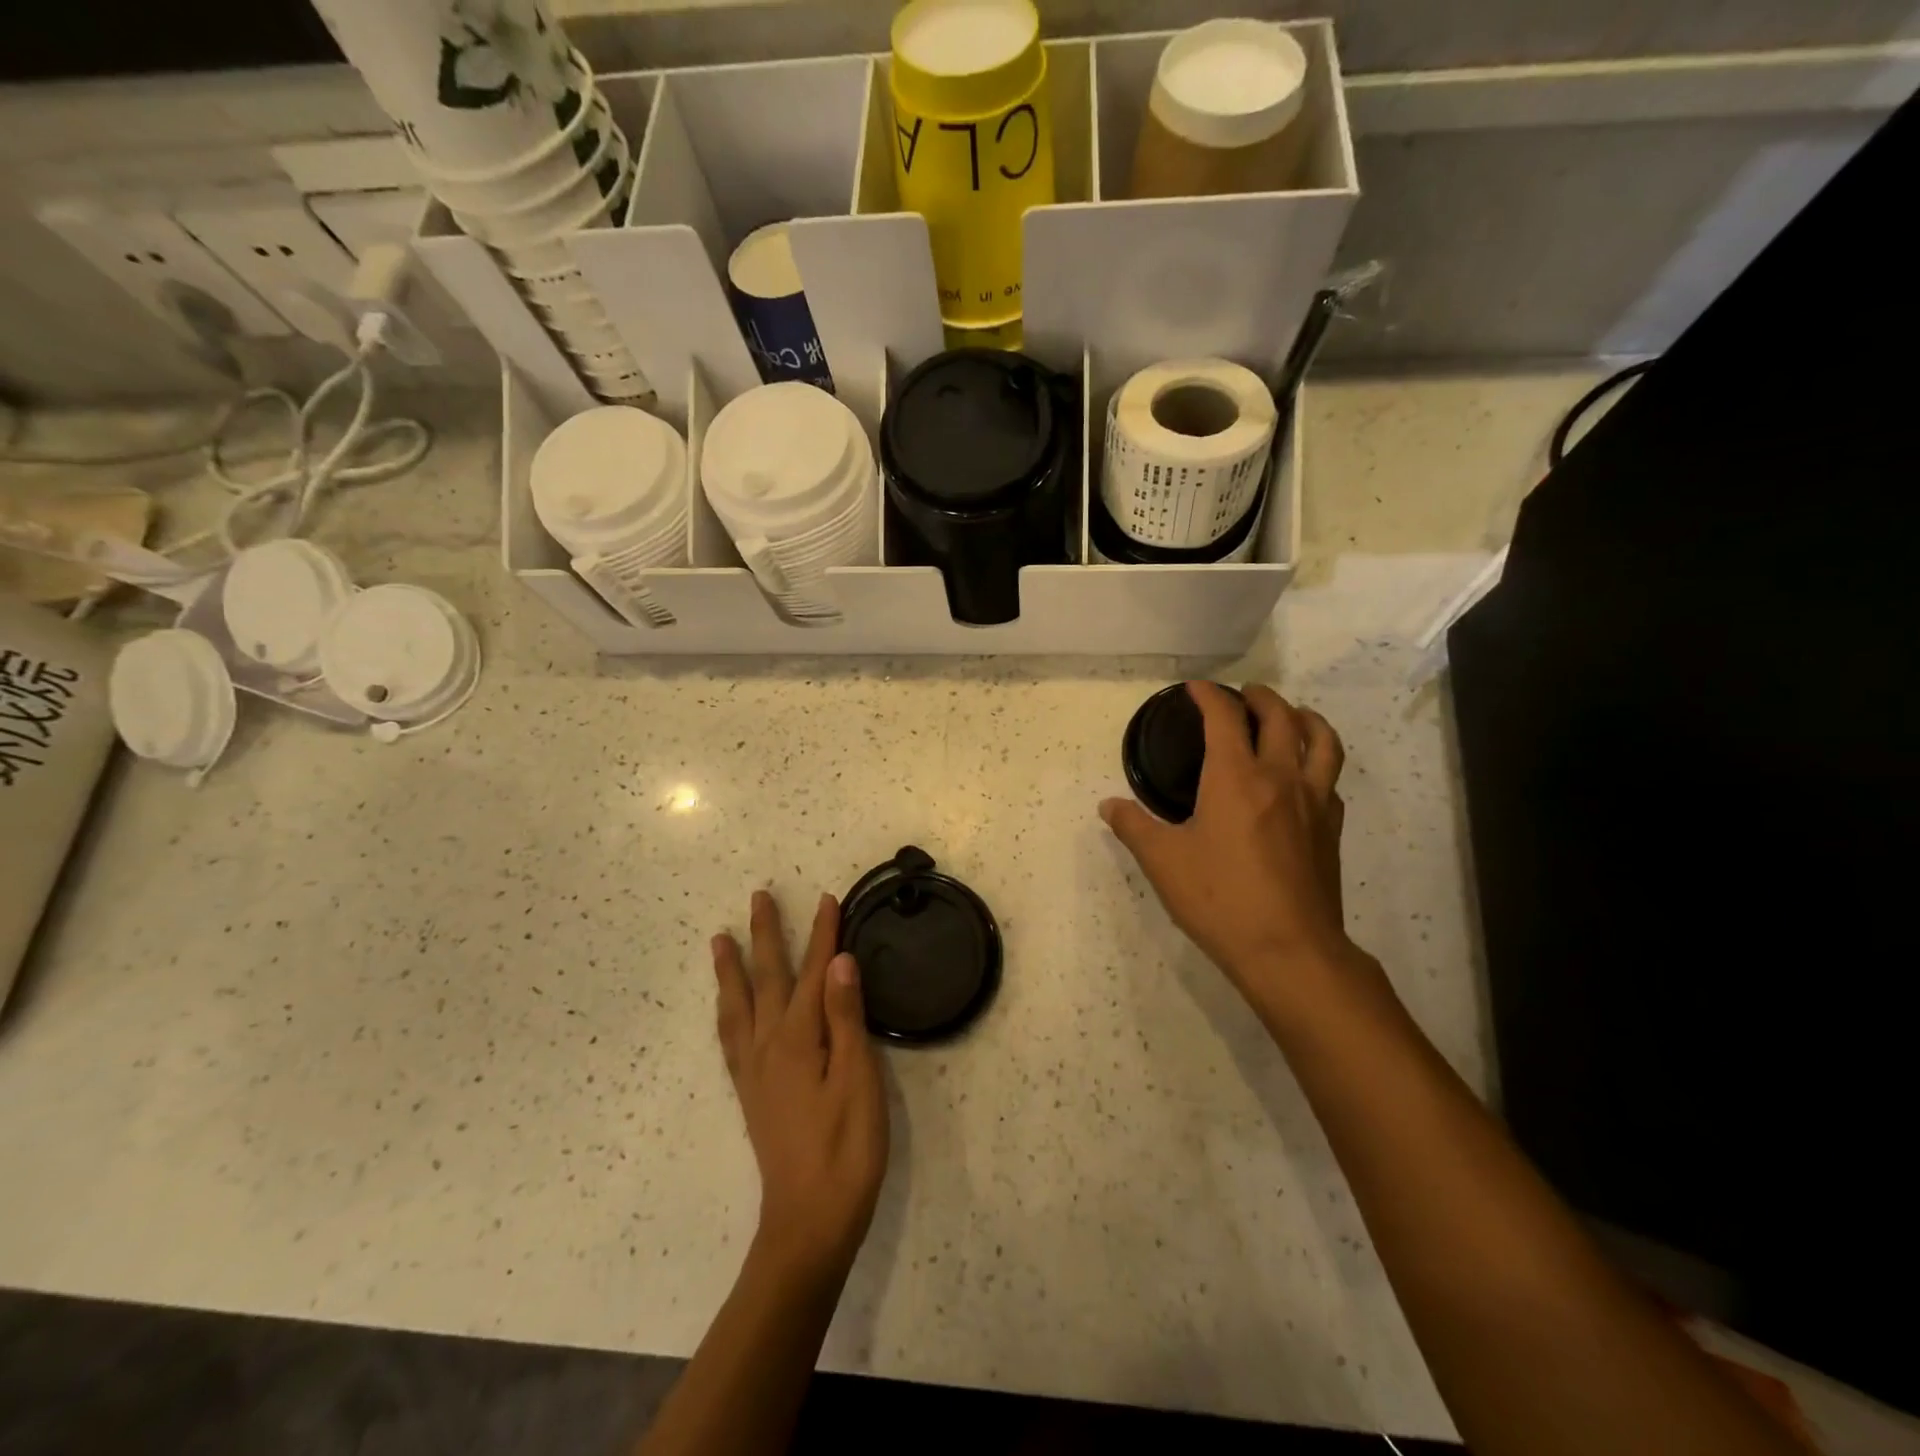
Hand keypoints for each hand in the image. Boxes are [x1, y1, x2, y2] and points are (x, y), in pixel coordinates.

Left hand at [712, 891, 887, 1278]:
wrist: (810, 1221)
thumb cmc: (846, 1148)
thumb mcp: (858, 1080)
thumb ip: (846, 1017)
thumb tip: (838, 960)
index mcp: (798, 1039)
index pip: (812, 973)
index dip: (822, 934)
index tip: (827, 897)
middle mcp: (768, 1046)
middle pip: (766, 978)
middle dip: (766, 935)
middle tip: (759, 897)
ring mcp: (755, 1070)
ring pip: (739, 1005)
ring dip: (733, 968)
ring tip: (721, 940)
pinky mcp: (751, 1092)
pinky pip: (731, 1037)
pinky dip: (727, 1010)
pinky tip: (727, 1008)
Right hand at [1101, 683, 1354, 1019]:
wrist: (1289, 950)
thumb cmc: (1220, 899)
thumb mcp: (1163, 862)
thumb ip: (1133, 827)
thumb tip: (1109, 806)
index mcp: (1235, 777)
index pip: (1224, 717)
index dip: (1208, 696)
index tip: (1194, 688)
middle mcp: (1279, 778)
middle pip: (1280, 717)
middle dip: (1260, 697)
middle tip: (1244, 694)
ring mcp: (1313, 802)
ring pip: (1321, 741)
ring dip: (1305, 718)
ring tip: (1292, 715)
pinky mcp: (1331, 829)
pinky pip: (1330, 779)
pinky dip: (1318, 761)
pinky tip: (1306, 776)